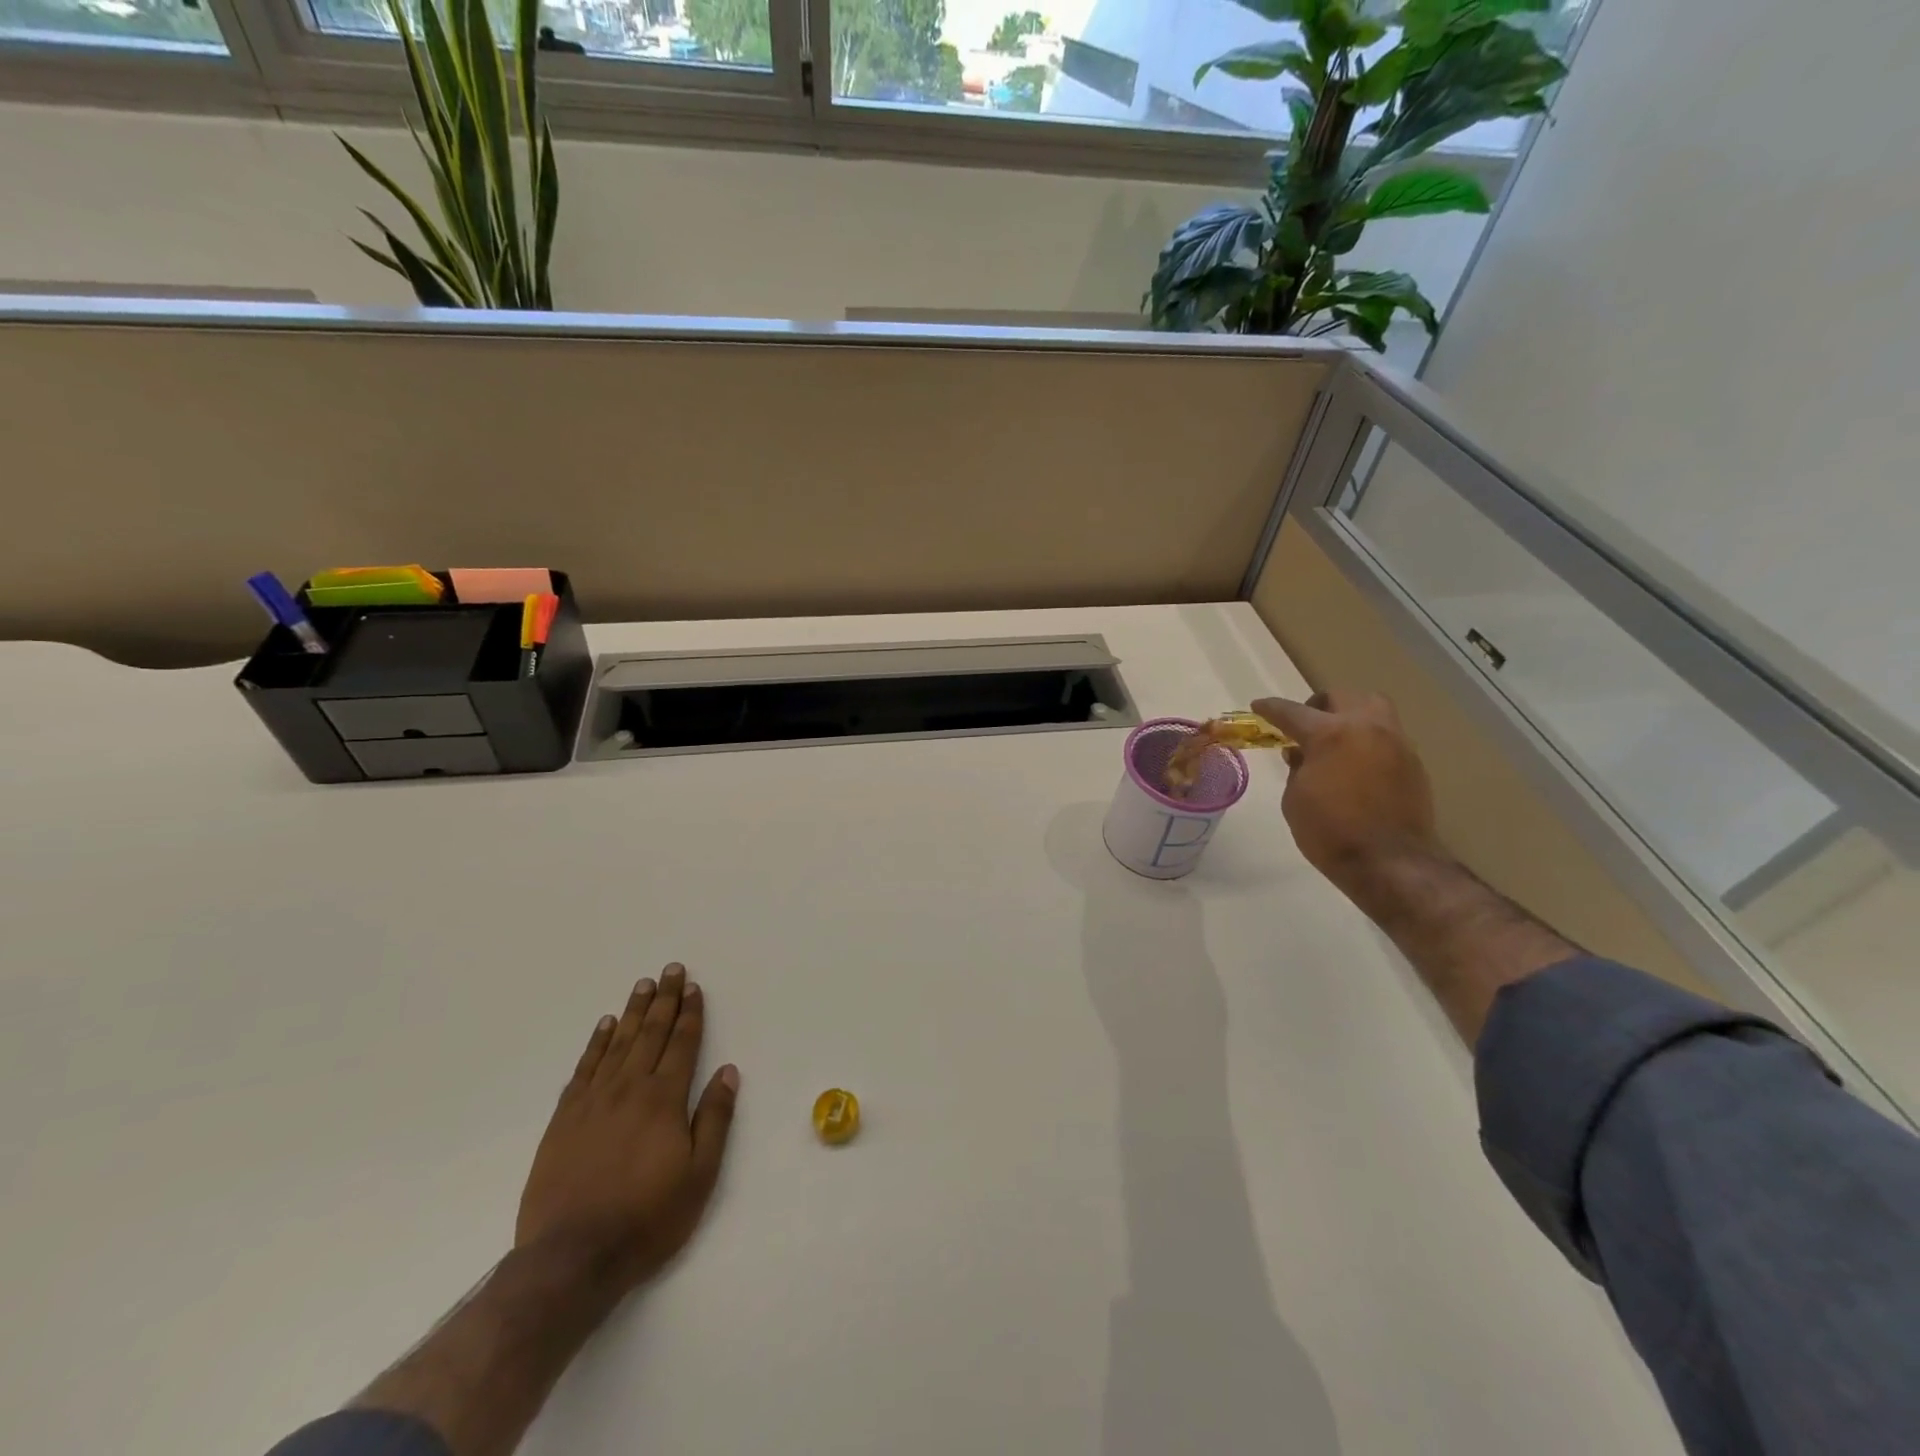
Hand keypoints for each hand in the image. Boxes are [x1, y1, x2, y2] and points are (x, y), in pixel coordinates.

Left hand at [516, 964, 738, 1293]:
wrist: (571, 1257)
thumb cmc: (647, 1218)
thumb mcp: (699, 1174)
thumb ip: (714, 1118)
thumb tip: (728, 1071)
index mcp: (664, 1099)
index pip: (682, 1044)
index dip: (690, 1013)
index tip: (693, 986)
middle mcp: (630, 1089)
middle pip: (651, 1033)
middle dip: (664, 1000)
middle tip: (670, 970)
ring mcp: (593, 1101)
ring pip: (618, 1043)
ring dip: (634, 1011)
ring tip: (643, 985)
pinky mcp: (564, 1119)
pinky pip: (584, 1068)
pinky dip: (596, 1043)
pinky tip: (605, 1026)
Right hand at [1250, 691, 1442, 894]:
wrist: (1389, 863)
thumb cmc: (1330, 832)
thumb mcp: (1295, 799)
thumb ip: (1297, 768)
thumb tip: (1301, 753)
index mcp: (1330, 734)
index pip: (1292, 712)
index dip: (1271, 709)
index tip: (1258, 706)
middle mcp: (1367, 728)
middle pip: (1342, 696)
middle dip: (1319, 705)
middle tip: (1305, 725)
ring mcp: (1396, 743)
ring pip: (1373, 709)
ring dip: (1351, 716)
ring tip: (1337, 741)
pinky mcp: (1413, 764)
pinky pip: (1387, 738)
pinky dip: (1368, 742)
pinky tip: (1357, 766)